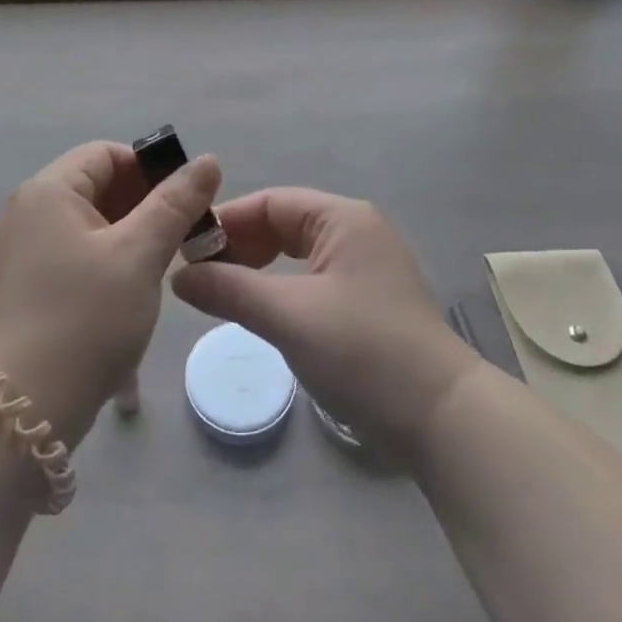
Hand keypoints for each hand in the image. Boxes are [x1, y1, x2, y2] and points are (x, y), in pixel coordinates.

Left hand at [0, 141, 221, 448]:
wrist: (20, 413)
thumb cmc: (85, 319)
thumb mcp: (140, 255)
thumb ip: (176, 203)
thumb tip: (207, 160)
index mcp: (48, 191)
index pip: (106, 154)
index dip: (151, 170)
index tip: (186, 203)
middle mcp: (27, 213)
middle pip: (97, 188)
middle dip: (145, 207)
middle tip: (184, 238)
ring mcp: (20, 253)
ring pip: (90, 227)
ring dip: (130, 239)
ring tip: (163, 270)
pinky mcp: (23, 289)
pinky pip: (74, 258)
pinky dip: (107, 265)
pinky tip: (131, 298)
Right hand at [172, 188, 480, 463]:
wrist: (443, 419)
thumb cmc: (363, 353)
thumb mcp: (289, 317)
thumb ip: (231, 290)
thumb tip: (179, 276)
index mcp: (343, 218)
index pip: (271, 202)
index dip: (227, 222)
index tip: (187, 250)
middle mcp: (357, 231)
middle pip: (285, 223)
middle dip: (241, 245)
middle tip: (200, 276)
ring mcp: (367, 266)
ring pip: (298, 253)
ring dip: (260, 269)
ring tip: (224, 294)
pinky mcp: (370, 300)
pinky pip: (314, 278)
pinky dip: (283, 288)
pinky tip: (263, 311)